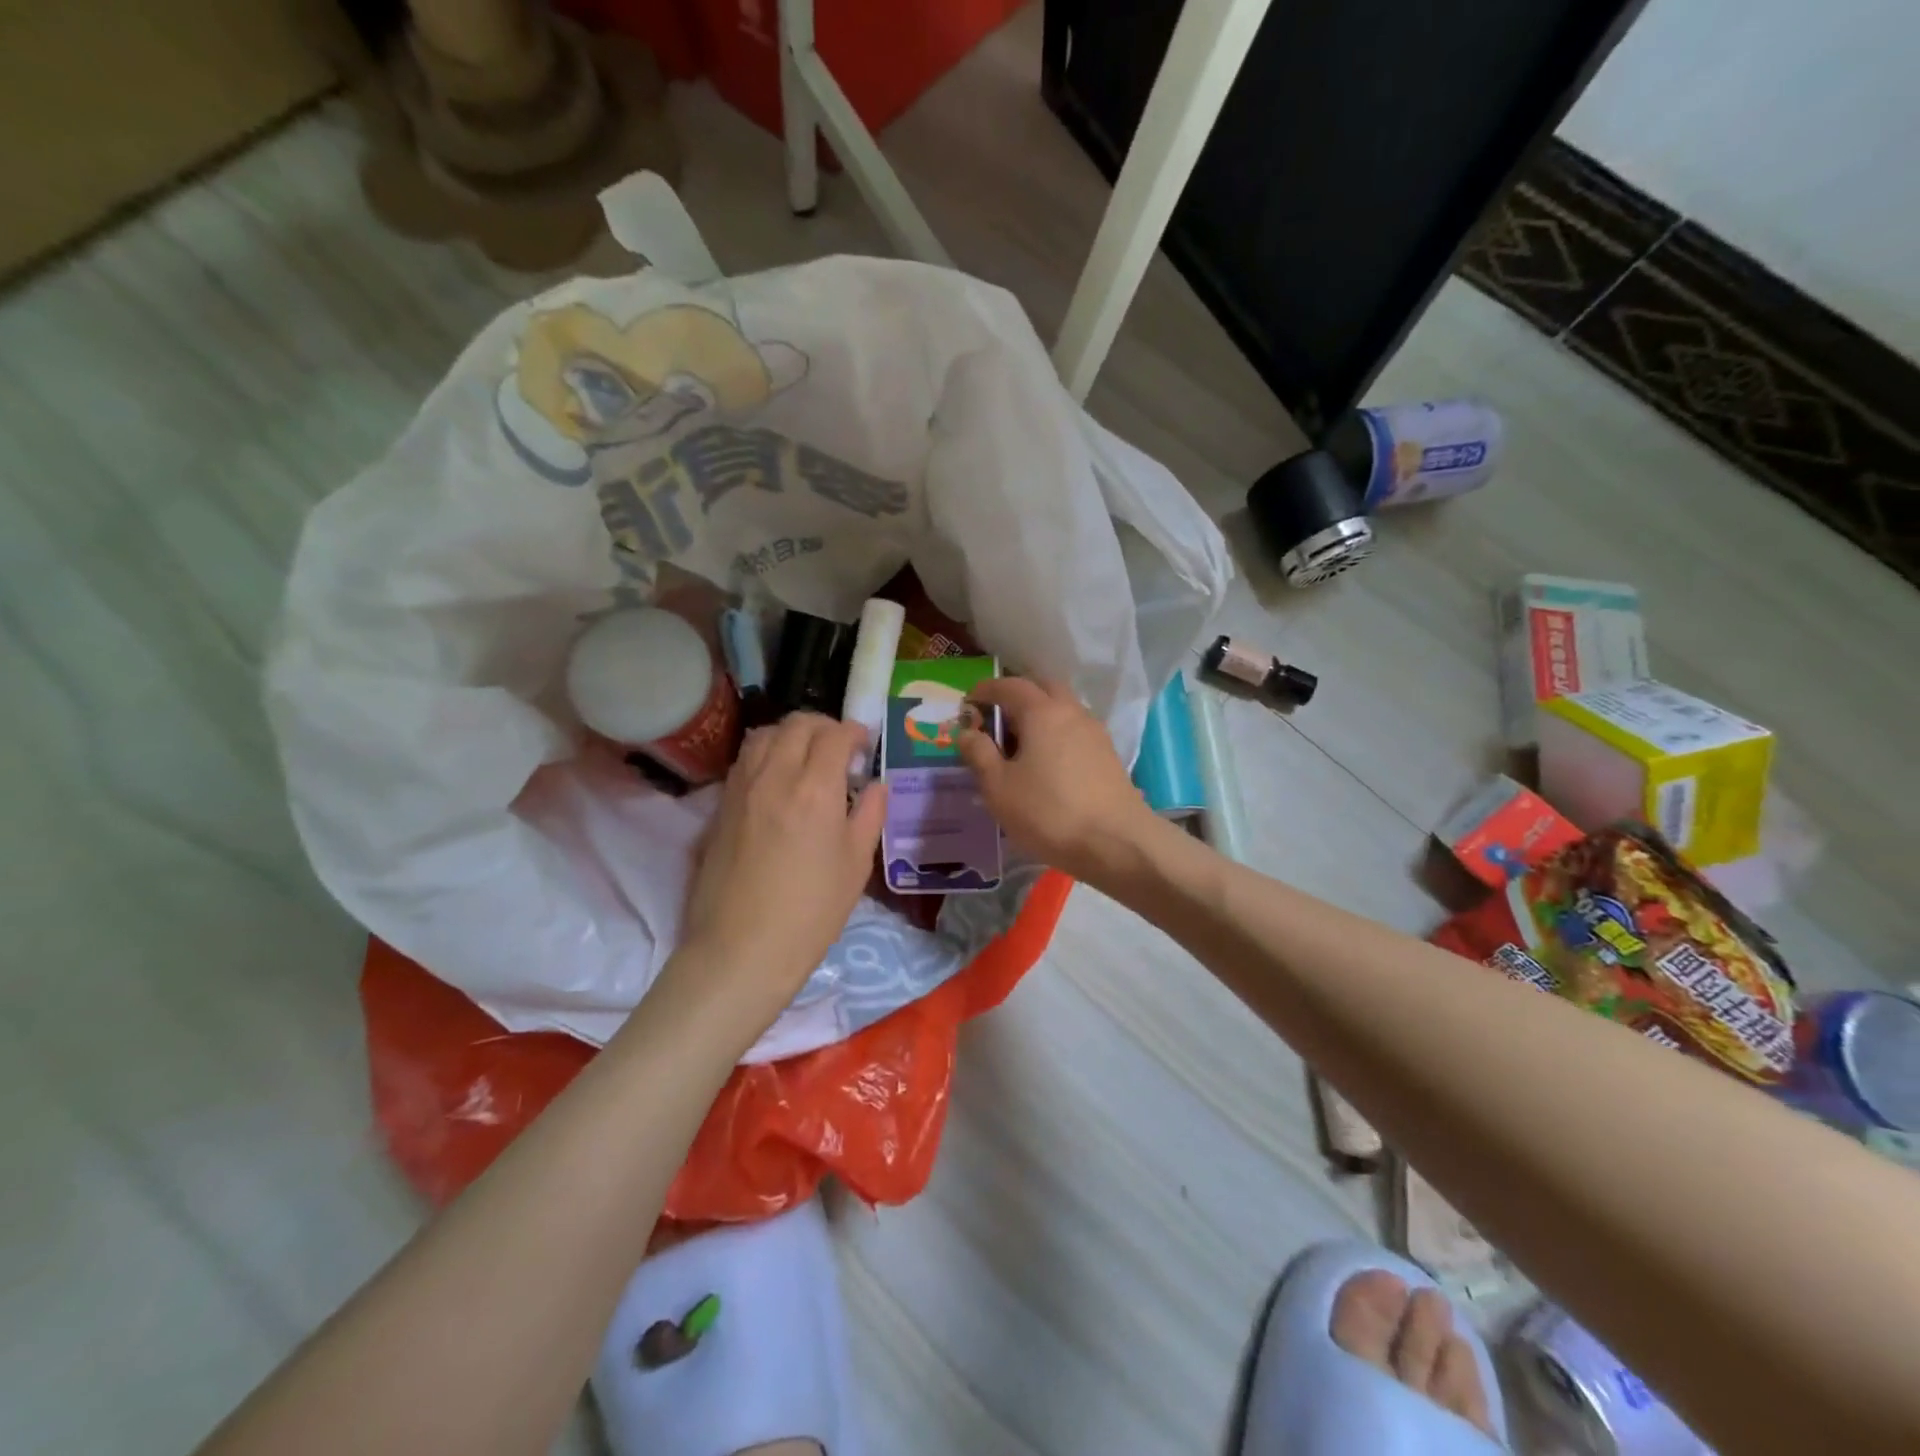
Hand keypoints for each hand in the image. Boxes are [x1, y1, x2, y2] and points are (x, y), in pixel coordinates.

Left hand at [675, 714, 886, 1022]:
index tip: (864, 744)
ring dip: (790, 735)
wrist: (741, 950)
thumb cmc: (811, 912)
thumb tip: (875, 786)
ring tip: (806, 757)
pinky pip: (744, 760)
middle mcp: (774, 775)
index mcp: (815, 788)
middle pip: (796, 724)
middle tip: (839, 747)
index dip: (854, 731)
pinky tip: (778, 781)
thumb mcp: (856, 865)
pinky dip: (766, 754)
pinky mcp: (720, 806)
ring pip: (764, 735)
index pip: (834, 735)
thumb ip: (869, 815)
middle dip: (824, 726)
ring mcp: (741, 788)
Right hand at [957, 678, 1159, 885]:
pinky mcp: (1108, 755)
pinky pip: (1075, 730)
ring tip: (1019, 745)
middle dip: (1017, 696)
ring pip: (1062, 709)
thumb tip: (967, 731)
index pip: (1009, 686)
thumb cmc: (1049, 812)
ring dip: (1039, 715)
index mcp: (1042, 712)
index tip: (968, 703)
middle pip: (1042, 688)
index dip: (985, 690)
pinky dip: (1056, 734)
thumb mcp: (999, 787)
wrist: (1117, 843)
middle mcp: (1072, 712)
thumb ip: (978, 754)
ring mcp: (1095, 732)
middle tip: (996, 720)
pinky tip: (1047, 763)